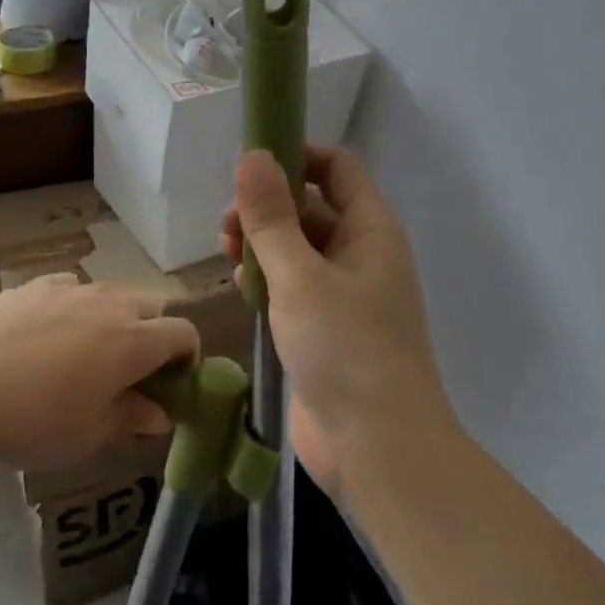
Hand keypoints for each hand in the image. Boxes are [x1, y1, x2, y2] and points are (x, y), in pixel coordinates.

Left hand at [0, 274, 198, 467]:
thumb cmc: (30, 420)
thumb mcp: (87, 435)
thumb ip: (130, 418)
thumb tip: (160, 414)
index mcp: (133, 342)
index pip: (184, 332)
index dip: (187, 357)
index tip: (171, 383)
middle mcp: (111, 305)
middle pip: (152, 305)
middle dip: (153, 332)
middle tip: (129, 369)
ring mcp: (71, 288)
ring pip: (112, 294)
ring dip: (114, 318)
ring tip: (85, 352)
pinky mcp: (35, 284)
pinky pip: (71, 288)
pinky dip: (74, 306)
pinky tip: (48, 333)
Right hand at [222, 147, 455, 499]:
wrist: (378, 450)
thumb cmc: (345, 351)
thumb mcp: (300, 277)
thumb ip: (272, 217)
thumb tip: (253, 154)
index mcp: (370, 230)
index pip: (336, 168)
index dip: (295, 156)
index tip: (248, 166)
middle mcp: (361, 254)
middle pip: (312, 207)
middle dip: (268, 207)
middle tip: (226, 225)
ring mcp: (345, 294)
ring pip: (299, 248)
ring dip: (263, 244)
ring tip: (225, 252)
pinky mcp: (326, 328)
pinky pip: (294, 286)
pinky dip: (267, 279)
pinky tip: (240, 288)